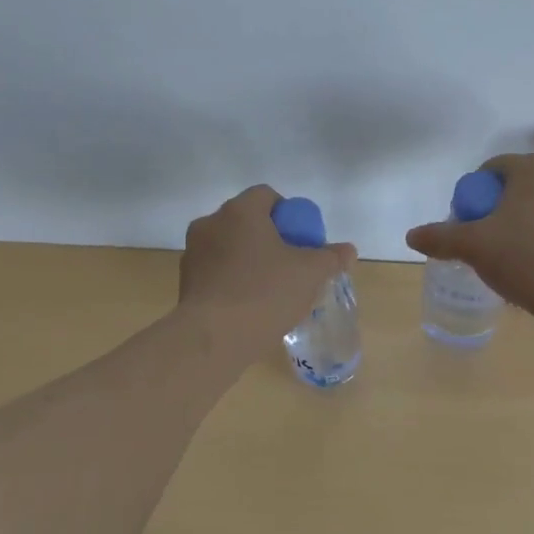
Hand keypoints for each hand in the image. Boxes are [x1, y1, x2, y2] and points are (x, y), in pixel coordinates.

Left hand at [179, 186, 357, 354]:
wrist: (213, 338)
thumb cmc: (264, 293)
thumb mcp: (310, 274)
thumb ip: (330, 257)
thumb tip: (347, 250)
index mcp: (239, 211)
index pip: (266, 195)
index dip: (288, 214)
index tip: (300, 240)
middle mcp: (211, 223)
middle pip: (247, 221)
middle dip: (269, 238)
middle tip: (289, 264)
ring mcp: (193, 252)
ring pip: (229, 246)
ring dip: (248, 259)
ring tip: (269, 288)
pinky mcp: (185, 281)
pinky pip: (216, 270)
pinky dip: (232, 279)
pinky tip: (248, 304)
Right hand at [406, 153, 533, 315]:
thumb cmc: (526, 258)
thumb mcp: (473, 246)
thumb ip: (440, 237)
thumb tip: (412, 236)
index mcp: (533, 165)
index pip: (491, 171)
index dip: (475, 198)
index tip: (470, 226)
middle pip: (520, 185)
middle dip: (503, 208)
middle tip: (491, 242)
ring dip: (530, 220)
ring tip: (520, 254)